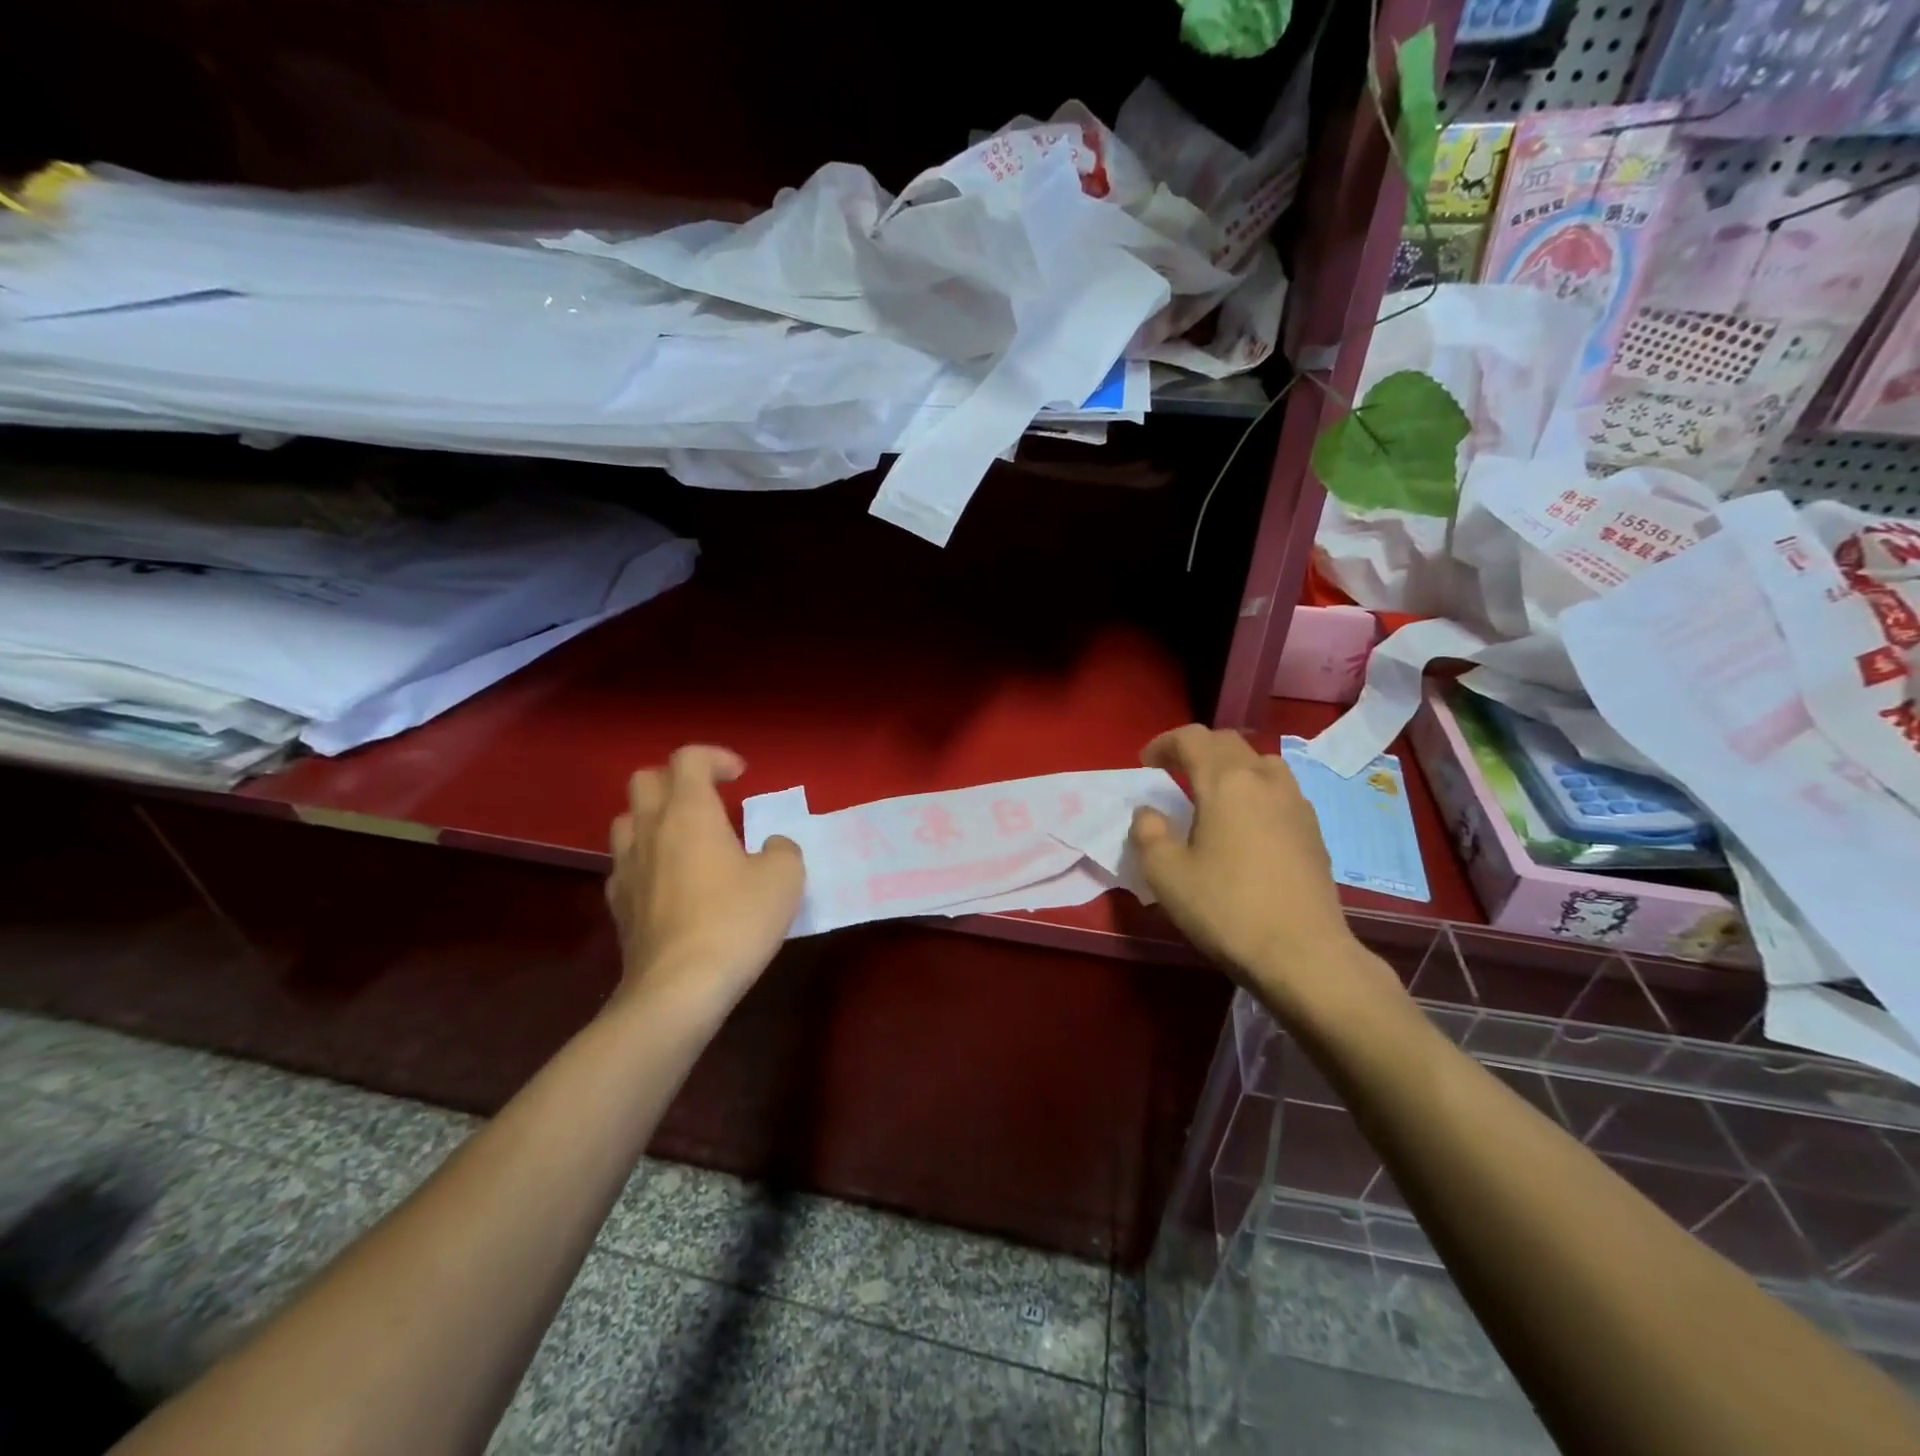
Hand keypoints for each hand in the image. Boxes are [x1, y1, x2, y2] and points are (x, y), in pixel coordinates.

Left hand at [606, 745, 803, 1017]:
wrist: (679, 987)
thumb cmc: (736, 921)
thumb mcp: (785, 878)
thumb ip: (783, 849)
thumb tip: (772, 846)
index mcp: (690, 813)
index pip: (689, 758)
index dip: (715, 757)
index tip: (741, 777)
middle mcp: (651, 829)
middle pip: (645, 779)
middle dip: (677, 779)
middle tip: (708, 799)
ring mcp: (627, 866)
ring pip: (627, 819)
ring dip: (655, 816)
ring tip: (685, 837)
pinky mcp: (618, 903)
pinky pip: (625, 862)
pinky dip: (646, 858)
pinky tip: (670, 881)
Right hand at [1129, 726, 1399, 1020]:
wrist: (1304, 954)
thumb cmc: (1227, 908)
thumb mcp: (1165, 874)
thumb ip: (1148, 833)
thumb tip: (1149, 812)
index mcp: (1226, 782)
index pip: (1193, 739)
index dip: (1164, 743)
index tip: (1144, 763)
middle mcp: (1264, 780)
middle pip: (1228, 743)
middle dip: (1196, 749)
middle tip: (1172, 770)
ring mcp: (1296, 804)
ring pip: (1261, 762)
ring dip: (1231, 766)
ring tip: (1212, 792)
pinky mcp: (1313, 830)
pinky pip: (1279, 790)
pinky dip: (1255, 790)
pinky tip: (1247, 823)